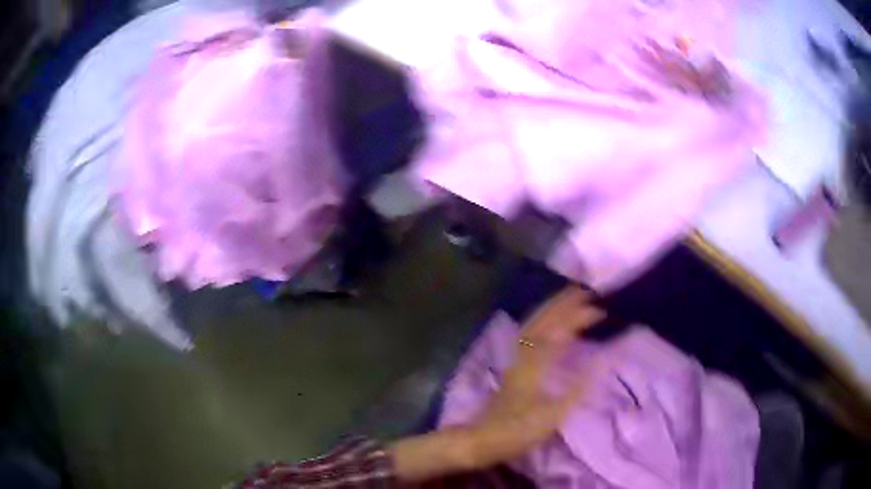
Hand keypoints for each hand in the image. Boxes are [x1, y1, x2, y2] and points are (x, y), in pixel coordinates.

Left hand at [389, 287, 603, 480]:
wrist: (481, 440)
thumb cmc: (519, 430)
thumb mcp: (554, 414)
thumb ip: (579, 387)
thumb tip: (604, 360)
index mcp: (534, 365)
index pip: (557, 331)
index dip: (578, 317)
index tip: (599, 308)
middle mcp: (522, 356)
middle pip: (541, 320)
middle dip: (563, 302)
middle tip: (584, 290)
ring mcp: (515, 360)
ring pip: (532, 325)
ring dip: (551, 308)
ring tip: (569, 299)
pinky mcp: (512, 367)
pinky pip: (528, 335)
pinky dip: (542, 322)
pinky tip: (549, 325)